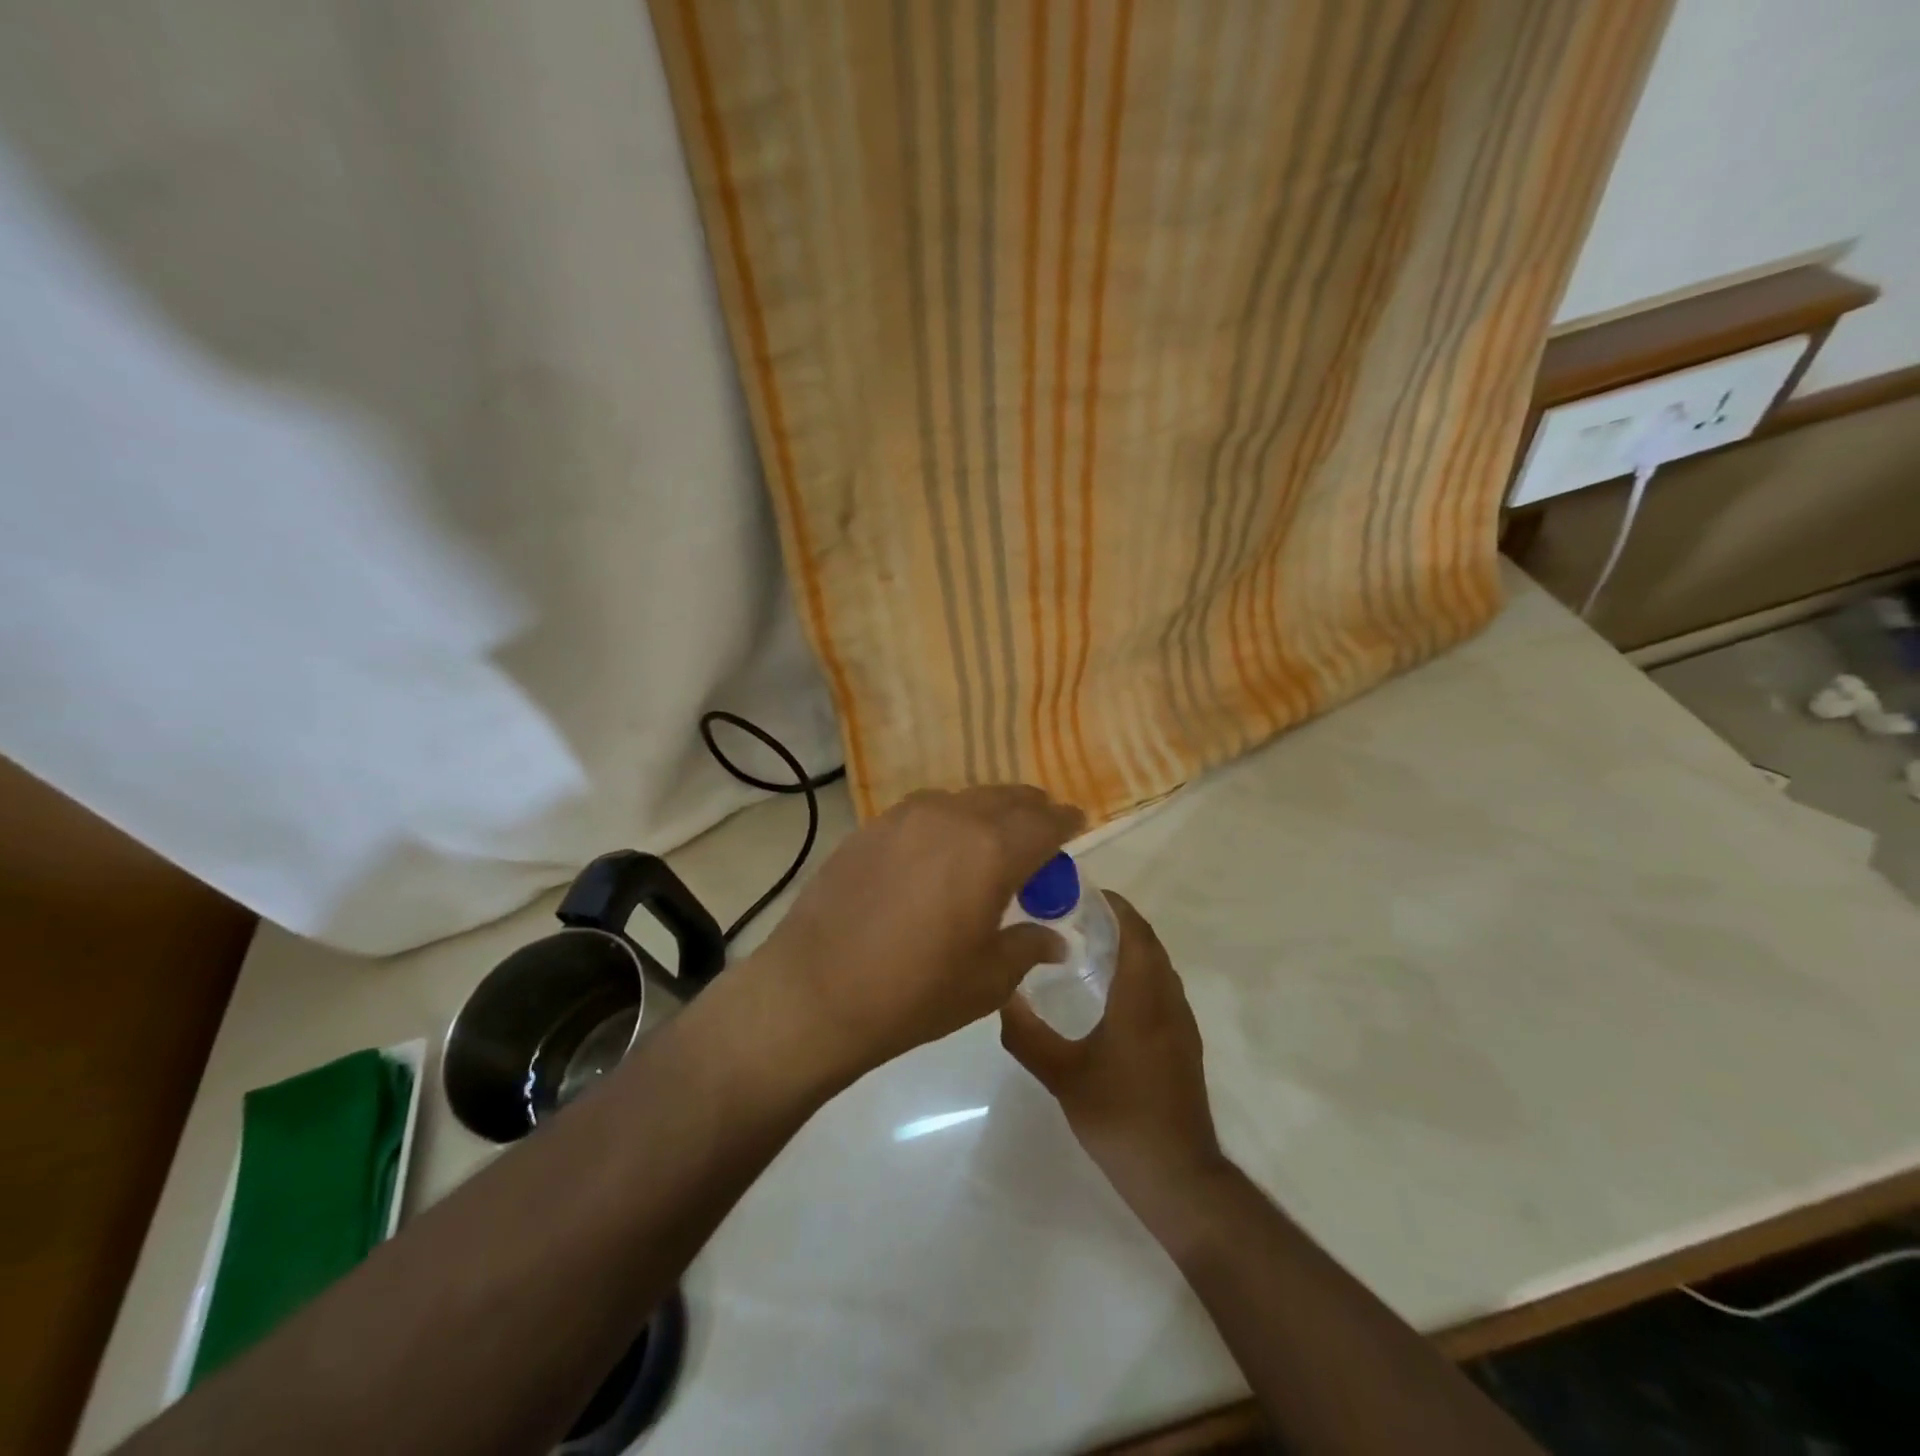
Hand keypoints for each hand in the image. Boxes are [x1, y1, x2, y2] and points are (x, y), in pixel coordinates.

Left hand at [753, 785, 1084, 1080]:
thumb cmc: (914, 992)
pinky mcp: (870, 827)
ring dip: (987, 813)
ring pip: (963, 799)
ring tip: (990, 841)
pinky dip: (947, 821)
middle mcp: (951, 817)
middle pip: (1006, 799)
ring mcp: (904, 817)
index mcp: (990, 850)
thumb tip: (1054, 938)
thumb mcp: (987, 980)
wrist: (815, 992)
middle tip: (1040, 833)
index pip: (1045, 822)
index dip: (1066, 822)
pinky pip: (924, 811)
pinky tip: (939, 852)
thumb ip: (1028, 946)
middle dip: (1031, 811)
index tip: (1077, 825)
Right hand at [1000, 894, 1225, 1216]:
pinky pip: (1163, 988)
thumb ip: (1027, 1035)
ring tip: (1090, 944)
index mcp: (1141, 1000)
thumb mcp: (1062, 1076)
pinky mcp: (1184, 1044)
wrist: (1177, 1175)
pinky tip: (1111, 991)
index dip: (1116, 907)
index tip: (1085, 893)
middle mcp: (1167, 1002)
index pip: (1135, 934)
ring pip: (1159, 967)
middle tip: (1077, 915)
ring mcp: (1181, 1024)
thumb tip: (1001, 995)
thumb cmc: (1119, 1117)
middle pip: (1149, 945)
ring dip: (1132, 946)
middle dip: (1119, 922)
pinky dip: (1140, 971)